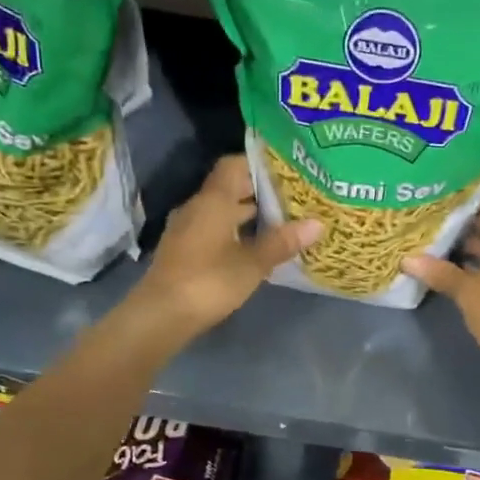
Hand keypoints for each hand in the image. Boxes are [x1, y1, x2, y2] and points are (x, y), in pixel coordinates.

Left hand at [132, 155, 322, 336]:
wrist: (161, 315)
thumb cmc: (209, 281)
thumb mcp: (253, 263)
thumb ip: (282, 242)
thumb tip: (317, 223)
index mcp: (213, 201)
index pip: (233, 165)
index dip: (258, 164)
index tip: (285, 170)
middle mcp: (196, 207)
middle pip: (228, 188)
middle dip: (258, 192)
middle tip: (292, 198)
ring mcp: (186, 230)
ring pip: (220, 211)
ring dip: (246, 215)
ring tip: (279, 223)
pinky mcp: (182, 251)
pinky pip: (211, 230)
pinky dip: (233, 232)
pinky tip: (253, 248)